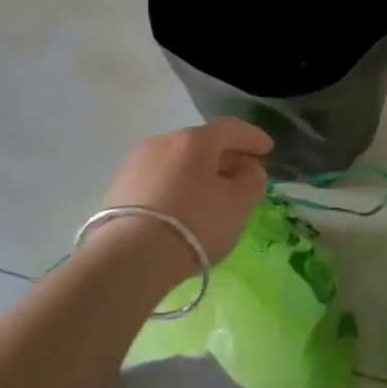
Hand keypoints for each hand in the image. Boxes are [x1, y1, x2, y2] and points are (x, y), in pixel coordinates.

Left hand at [100, 117, 272, 262]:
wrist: (129, 259)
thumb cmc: (195, 224)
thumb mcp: (239, 204)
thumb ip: (252, 179)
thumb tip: (247, 168)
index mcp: (195, 139)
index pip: (231, 128)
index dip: (252, 137)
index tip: (267, 149)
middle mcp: (163, 141)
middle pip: (202, 143)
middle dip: (225, 155)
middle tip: (241, 174)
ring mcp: (137, 163)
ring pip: (178, 161)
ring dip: (198, 172)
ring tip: (211, 194)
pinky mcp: (119, 188)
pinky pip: (159, 179)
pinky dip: (176, 186)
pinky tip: (182, 208)